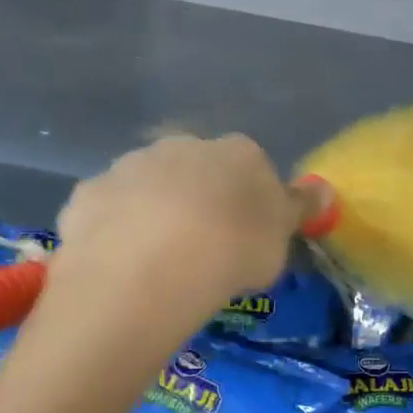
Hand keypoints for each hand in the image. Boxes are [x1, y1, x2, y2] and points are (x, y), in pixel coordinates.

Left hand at [53, 134, 312, 319]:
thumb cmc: (234, 249)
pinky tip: (123, 265)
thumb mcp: (282, 237)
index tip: (248, 236)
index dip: (250, 202)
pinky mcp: (88, 194)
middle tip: (204, 249)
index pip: (252, 167)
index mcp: (237, 152)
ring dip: (155, 213)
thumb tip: (324, 189)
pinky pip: (109, 212)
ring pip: (148, 188)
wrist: (154, 264)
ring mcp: (129, 166)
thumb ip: (300, 209)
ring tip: (161, 263)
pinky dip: (116, 231)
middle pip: (196, 170)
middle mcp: (182, 146)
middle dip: (199, 200)